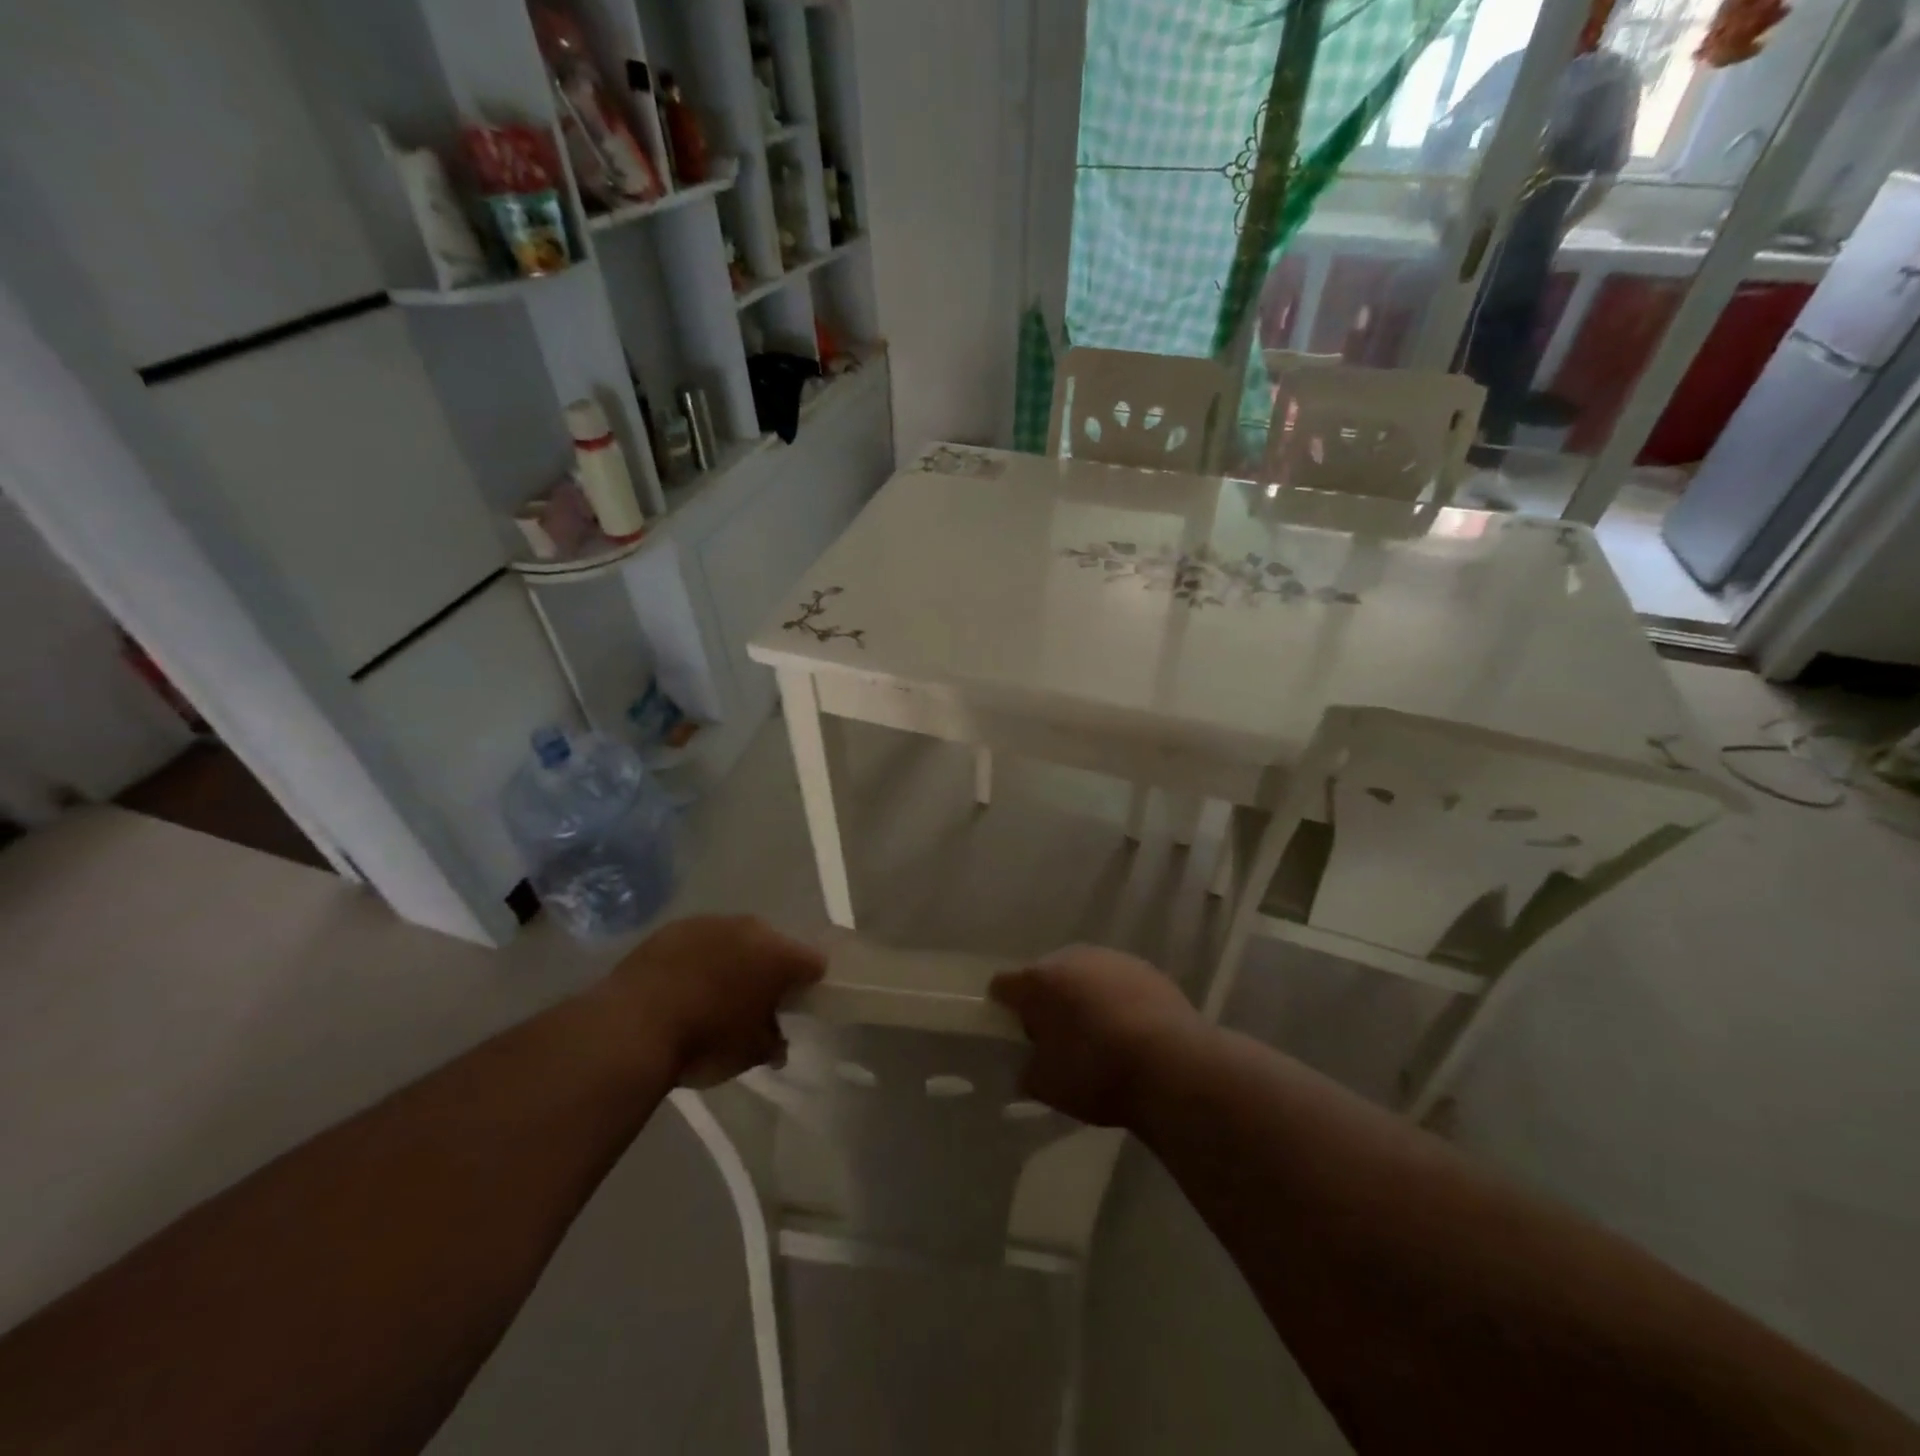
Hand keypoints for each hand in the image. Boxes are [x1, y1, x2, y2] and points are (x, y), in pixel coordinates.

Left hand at [601, 915, 824, 1085]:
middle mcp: (750, 928)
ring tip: (714, 993)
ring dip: (733, 960)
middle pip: (773, 945)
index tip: (799, 1004)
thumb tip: (777, 1042)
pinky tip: (683, 986)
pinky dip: (698, 959)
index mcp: (779, 955)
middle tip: (756, 1000)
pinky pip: (698, 942)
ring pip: (735, 939)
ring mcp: (709, 923)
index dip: (811, 984)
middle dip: (769, 969)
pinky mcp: (672, 928)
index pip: (813, 963)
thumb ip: (772, 1042)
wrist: (631, 1027)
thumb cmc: (704, 1041)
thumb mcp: (750, 1054)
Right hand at [990, 946, 1208, 1127]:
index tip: (1010, 1029)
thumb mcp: (1047, 1086)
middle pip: (1046, 974)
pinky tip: (1128, 1029)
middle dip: (1046, 999)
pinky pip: (1117, 982)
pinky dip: (1115, 999)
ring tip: (1096, 1032)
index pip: (1003, 984)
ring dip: (1083, 996)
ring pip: (1085, 974)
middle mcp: (1072, 958)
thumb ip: (1029, 1070)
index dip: (1002, 1006)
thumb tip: (1032, 1063)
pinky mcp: (1147, 969)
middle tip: (1054, 1035)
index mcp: (1039, 981)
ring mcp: (1112, 959)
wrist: (1172, 1065)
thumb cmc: (1097, 1073)